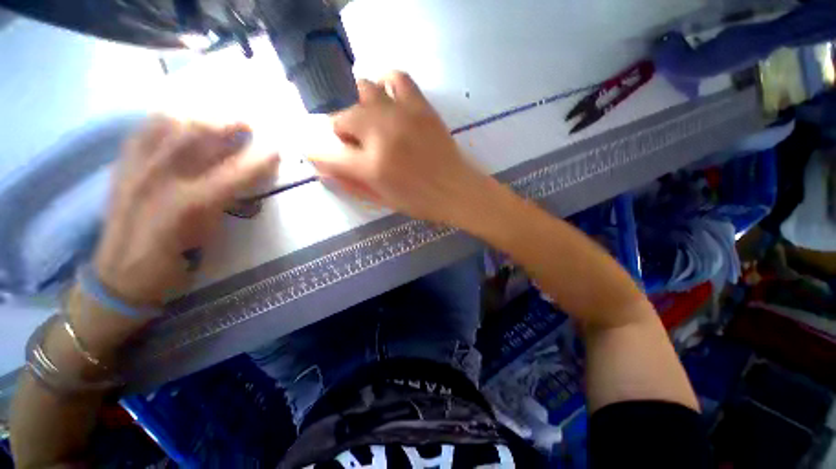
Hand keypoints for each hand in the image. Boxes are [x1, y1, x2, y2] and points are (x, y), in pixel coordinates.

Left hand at [94, 116, 278, 305]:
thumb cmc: (174, 263)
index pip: (235, 173)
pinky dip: (163, 118)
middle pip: (196, 137)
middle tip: (247, 122)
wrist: (120, 277)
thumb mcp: (211, 238)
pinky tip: (176, 117)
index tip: (276, 150)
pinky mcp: (120, 167)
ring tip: (214, 114)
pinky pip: (142, 130)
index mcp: (189, 205)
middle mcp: (160, 179)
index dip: (259, 160)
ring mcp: (136, 168)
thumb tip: (247, 182)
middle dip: (226, 123)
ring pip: (167, 125)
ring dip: (196, 114)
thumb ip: (228, 204)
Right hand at [311, 72, 492, 224]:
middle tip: (357, 145)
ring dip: (361, 108)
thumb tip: (324, 169)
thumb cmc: (420, 202)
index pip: (328, 154)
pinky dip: (386, 84)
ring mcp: (402, 116)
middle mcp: (382, 136)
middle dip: (343, 133)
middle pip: (342, 117)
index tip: (320, 156)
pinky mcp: (421, 107)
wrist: (457, 190)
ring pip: (363, 91)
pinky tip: (388, 98)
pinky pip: (397, 78)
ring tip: (372, 123)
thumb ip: (351, 184)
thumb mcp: (383, 200)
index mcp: (372, 167)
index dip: (317, 154)